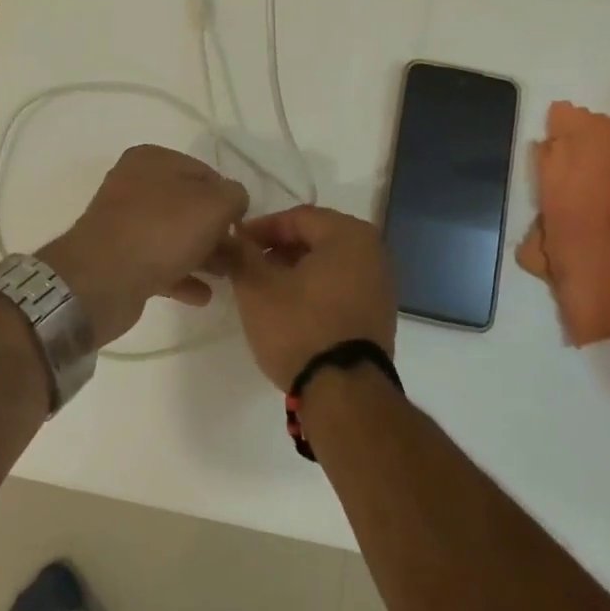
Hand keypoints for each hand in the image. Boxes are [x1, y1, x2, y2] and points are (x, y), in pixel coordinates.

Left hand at [39, 145, 249, 347]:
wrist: (101, 279)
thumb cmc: (162, 231)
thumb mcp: (214, 204)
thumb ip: (234, 195)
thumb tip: (233, 201)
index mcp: (152, 159)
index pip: (204, 173)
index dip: (228, 199)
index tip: (242, 226)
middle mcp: (134, 184)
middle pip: (188, 206)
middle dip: (216, 231)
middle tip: (237, 256)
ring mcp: (123, 222)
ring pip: (174, 235)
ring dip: (202, 255)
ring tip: (226, 277)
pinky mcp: (117, 257)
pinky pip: (158, 262)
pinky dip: (181, 275)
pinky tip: (202, 295)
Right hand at [231, 205, 397, 388]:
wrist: (345, 394)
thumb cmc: (300, 327)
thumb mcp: (257, 288)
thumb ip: (240, 255)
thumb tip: (228, 238)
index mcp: (350, 234)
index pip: (297, 217)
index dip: (261, 228)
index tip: (235, 244)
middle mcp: (374, 252)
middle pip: (315, 238)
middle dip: (278, 250)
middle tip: (247, 266)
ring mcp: (381, 285)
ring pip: (327, 264)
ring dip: (294, 271)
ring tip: (264, 290)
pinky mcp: (378, 315)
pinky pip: (340, 288)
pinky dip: (314, 290)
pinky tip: (290, 309)